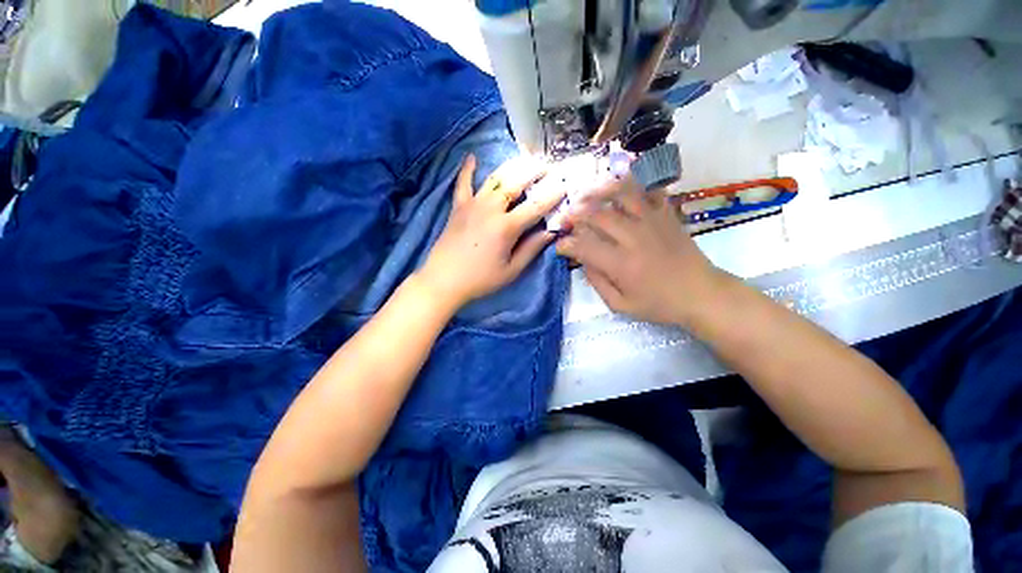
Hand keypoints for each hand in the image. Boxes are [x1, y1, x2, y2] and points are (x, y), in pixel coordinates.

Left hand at [418, 154, 565, 309]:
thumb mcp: (511, 270)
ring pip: (494, 179)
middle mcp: (490, 209)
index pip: (535, 207)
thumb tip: (550, 232)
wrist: (443, 280)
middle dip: (533, 173)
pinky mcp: (458, 208)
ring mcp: (472, 205)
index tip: (564, 185)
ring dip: (511, 167)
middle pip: (515, 184)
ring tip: (524, 159)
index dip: (552, 196)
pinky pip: (462, 184)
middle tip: (547, 165)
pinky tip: (471, 157)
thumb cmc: (481, 279)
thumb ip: (531, 249)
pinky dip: (467, 170)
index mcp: (506, 227)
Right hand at [556, 188, 721, 325]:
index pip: (584, 246)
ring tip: (586, 195)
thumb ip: (597, 283)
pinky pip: (650, 189)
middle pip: (597, 214)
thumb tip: (583, 262)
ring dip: (599, 191)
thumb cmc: (659, 304)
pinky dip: (634, 182)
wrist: (701, 293)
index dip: (566, 244)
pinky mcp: (666, 215)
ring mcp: (652, 221)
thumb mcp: (621, 305)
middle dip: (575, 214)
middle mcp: (634, 237)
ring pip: (621, 194)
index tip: (559, 246)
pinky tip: (621, 183)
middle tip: (566, 219)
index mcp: (621, 264)